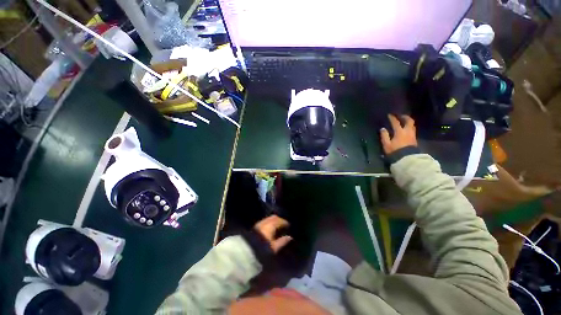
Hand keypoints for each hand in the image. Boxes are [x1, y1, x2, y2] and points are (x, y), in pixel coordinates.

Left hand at [254, 215, 292, 252]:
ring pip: (268, 219)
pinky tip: (269, 229)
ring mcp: (258, 224)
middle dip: (279, 220)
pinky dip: (268, 223)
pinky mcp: (254, 227)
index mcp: (270, 226)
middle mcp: (264, 222)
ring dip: (273, 221)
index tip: (289, 226)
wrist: (245, 253)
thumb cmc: (262, 251)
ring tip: (277, 227)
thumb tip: (290, 237)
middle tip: (283, 225)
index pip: (279, 221)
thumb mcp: (274, 248)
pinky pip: (264, 222)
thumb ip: (282, 242)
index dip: (285, 223)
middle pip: (273, 217)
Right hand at [380, 114, 417, 154]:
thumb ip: (384, 136)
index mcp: (399, 132)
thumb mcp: (387, 144)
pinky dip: (409, 126)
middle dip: (405, 117)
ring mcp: (412, 135)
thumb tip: (383, 129)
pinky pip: (412, 129)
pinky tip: (406, 128)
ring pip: (412, 125)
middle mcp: (407, 131)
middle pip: (409, 121)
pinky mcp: (414, 139)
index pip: (396, 122)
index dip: (392, 118)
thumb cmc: (395, 151)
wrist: (407, 159)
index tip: (389, 115)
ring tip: (404, 121)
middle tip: (400, 115)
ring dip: (408, 121)